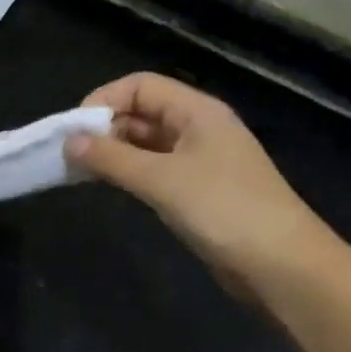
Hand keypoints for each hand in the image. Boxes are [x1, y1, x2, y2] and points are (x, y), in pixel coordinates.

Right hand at [66, 72, 335, 295]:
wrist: (281, 265)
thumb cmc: (224, 210)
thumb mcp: (162, 180)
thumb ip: (112, 159)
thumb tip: (69, 141)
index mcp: (197, 112)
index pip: (141, 86)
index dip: (104, 100)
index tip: (73, 131)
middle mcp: (199, 129)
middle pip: (142, 113)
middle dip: (105, 129)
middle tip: (70, 156)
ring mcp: (200, 161)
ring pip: (147, 144)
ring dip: (114, 153)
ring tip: (80, 173)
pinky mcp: (198, 192)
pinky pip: (155, 170)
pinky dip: (130, 174)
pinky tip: (109, 187)